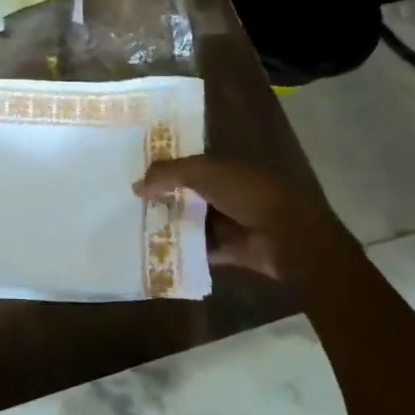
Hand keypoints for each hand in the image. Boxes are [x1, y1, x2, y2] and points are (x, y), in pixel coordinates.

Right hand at [135, 156, 355, 282]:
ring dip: (169, 224)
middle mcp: (225, 192)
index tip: (133, 172)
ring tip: (134, 227)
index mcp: (224, 167)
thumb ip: (167, 174)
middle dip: (162, 198)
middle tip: (127, 203)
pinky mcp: (230, 250)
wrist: (287, 235)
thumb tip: (135, 185)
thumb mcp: (202, 172)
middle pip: (187, 194)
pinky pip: (200, 249)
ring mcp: (229, 222)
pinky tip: (154, 251)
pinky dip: (182, 251)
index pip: (188, 164)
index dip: (164, 167)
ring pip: (191, 221)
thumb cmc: (247, 192)